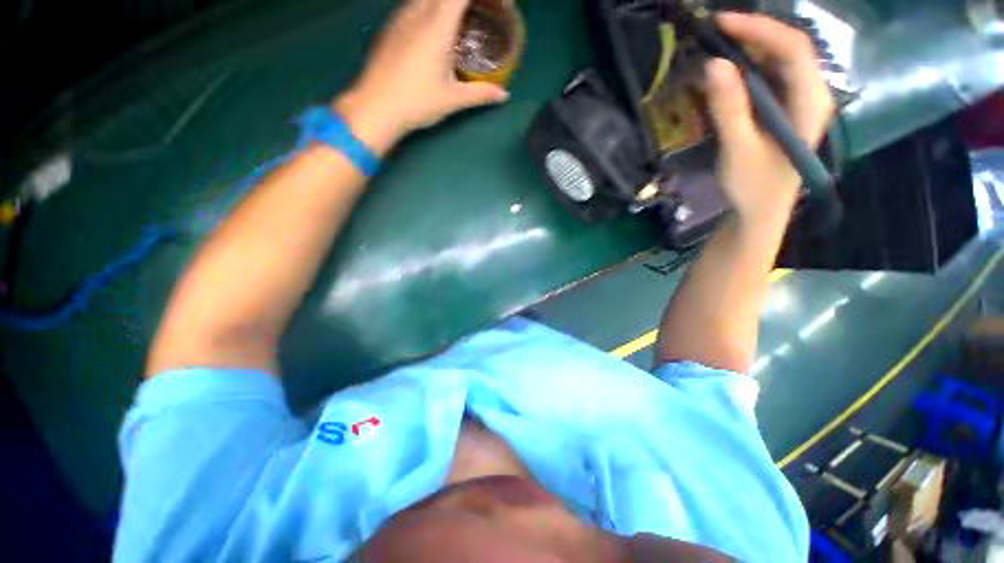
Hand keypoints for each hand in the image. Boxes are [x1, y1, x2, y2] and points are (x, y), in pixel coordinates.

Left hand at [335, 0, 510, 153]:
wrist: (375, 107)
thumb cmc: (417, 102)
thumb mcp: (453, 100)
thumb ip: (480, 93)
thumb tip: (503, 95)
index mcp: (437, 26)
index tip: (500, 4)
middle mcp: (417, 12)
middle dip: (465, 0)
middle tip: (482, 12)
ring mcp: (400, 18)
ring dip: (447, 4)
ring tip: (461, 21)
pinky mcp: (390, 27)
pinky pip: (414, 5)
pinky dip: (431, 9)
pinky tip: (435, 31)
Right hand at [704, 13, 834, 225]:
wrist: (762, 211)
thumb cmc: (753, 187)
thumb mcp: (738, 149)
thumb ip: (729, 108)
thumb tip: (714, 64)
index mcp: (809, 102)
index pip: (792, 48)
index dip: (759, 29)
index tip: (721, 23)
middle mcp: (811, 93)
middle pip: (787, 48)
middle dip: (752, 35)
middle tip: (712, 34)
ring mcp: (800, 100)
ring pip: (779, 60)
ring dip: (748, 50)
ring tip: (715, 48)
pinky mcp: (786, 109)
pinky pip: (770, 77)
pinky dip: (747, 69)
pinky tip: (727, 74)